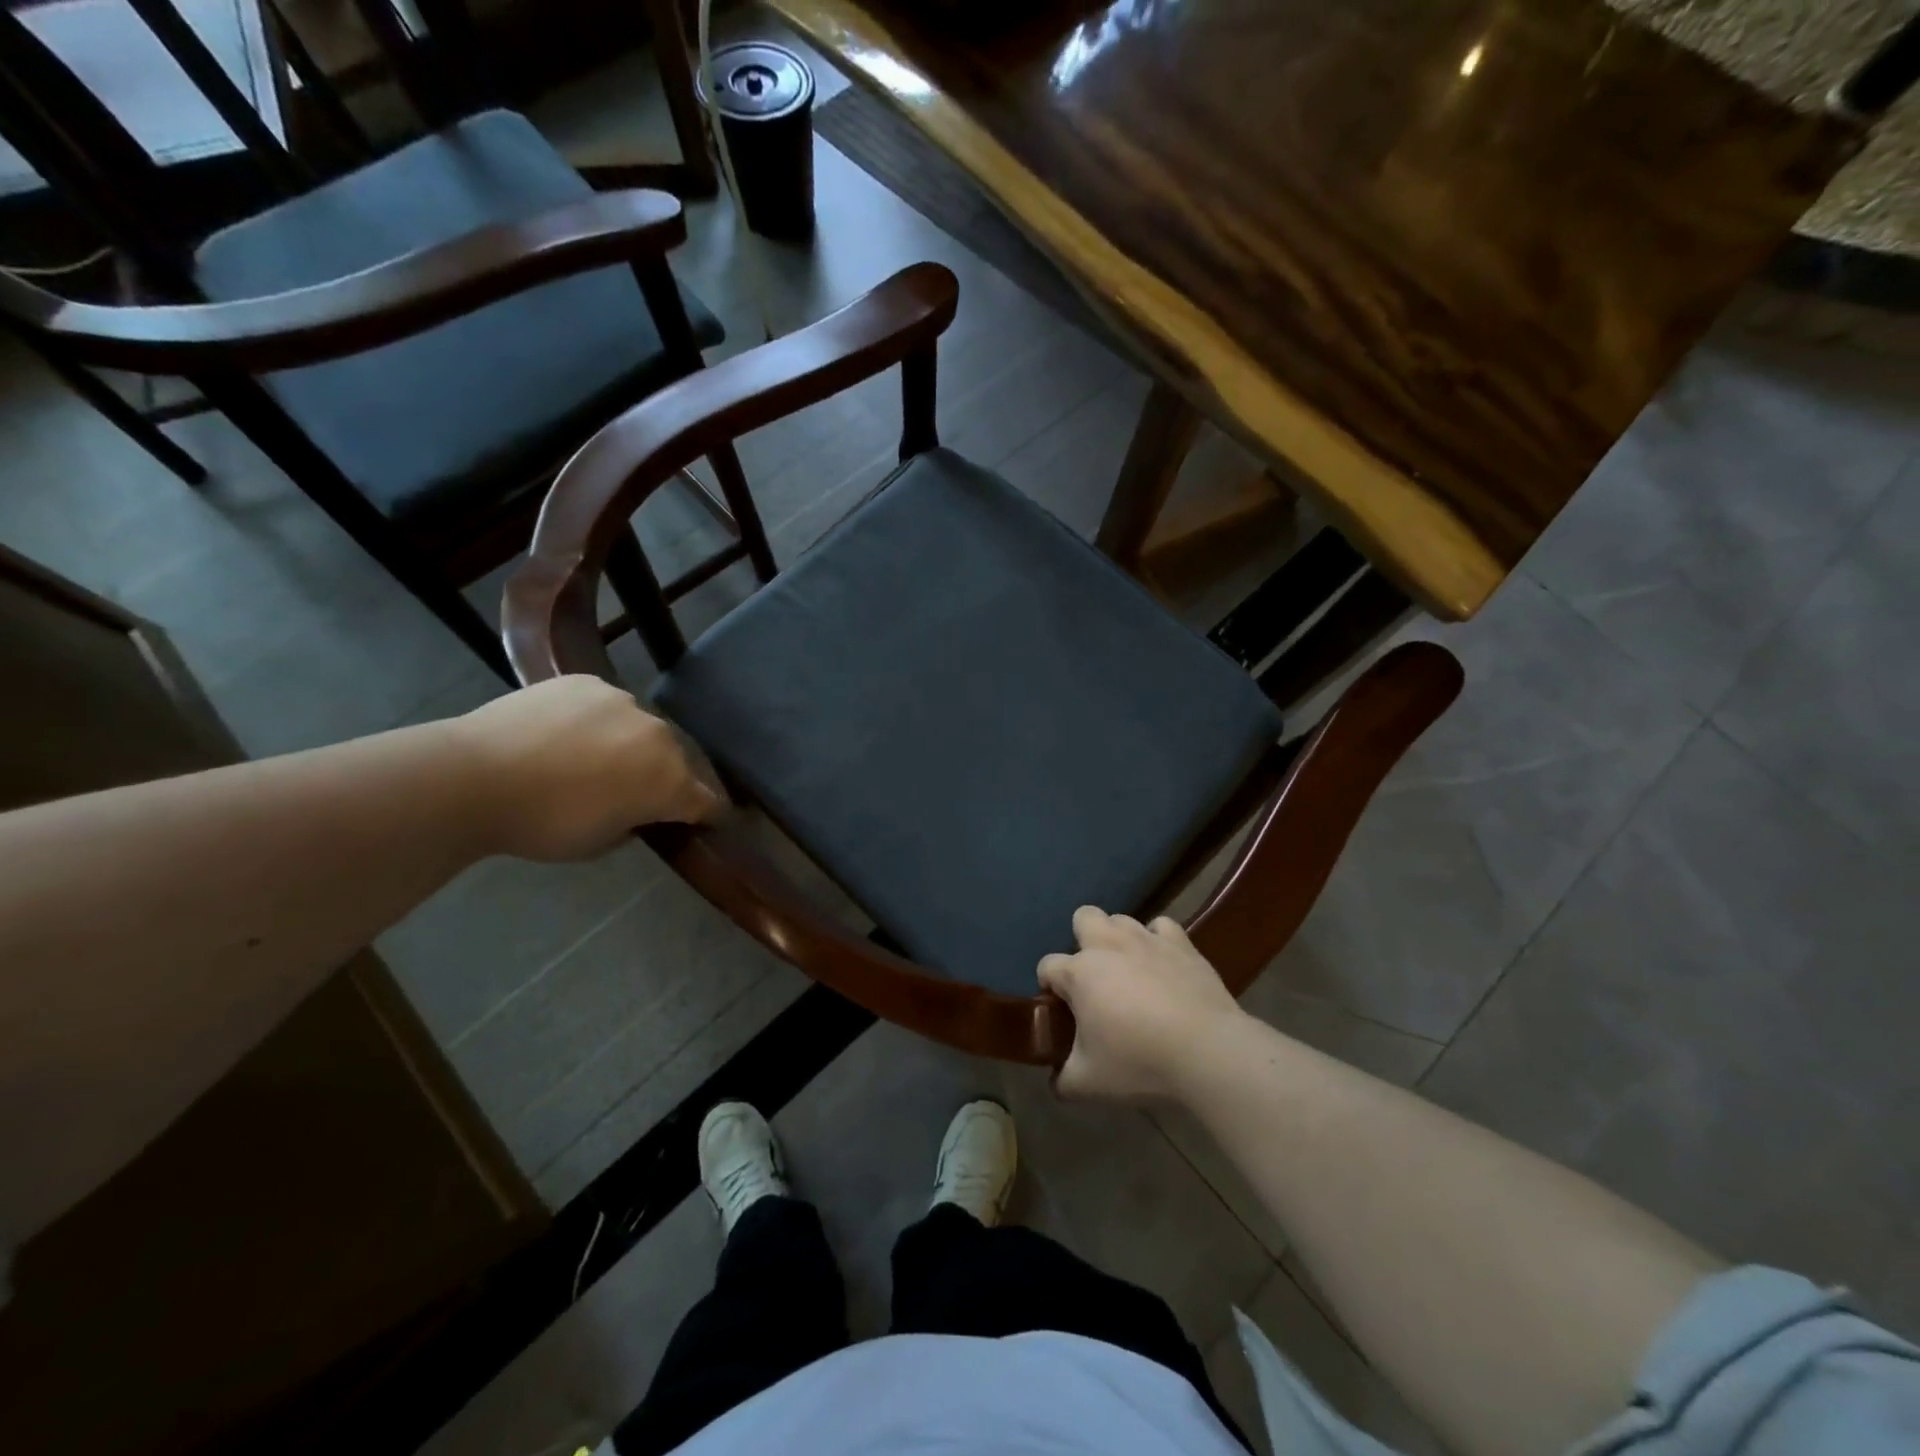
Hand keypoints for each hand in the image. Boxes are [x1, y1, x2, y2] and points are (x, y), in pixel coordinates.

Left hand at [450, 676, 723, 860]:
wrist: (473, 777)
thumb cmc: (542, 824)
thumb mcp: (600, 843)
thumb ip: (634, 822)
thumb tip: (637, 809)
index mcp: (670, 782)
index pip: (707, 801)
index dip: (707, 814)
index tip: (701, 821)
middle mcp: (659, 736)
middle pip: (678, 760)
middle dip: (666, 777)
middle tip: (636, 792)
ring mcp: (625, 702)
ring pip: (642, 728)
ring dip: (632, 745)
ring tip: (596, 759)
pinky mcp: (589, 682)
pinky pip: (607, 705)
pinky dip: (598, 721)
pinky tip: (568, 734)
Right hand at [1038, 907, 1246, 1103]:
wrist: (1207, 1051)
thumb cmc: (1139, 1062)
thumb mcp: (1089, 1083)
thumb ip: (1063, 1080)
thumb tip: (1056, 1083)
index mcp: (1079, 973)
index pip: (1047, 967)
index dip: (1048, 987)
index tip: (1060, 1012)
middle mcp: (1108, 945)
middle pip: (1083, 918)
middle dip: (1082, 941)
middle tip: (1094, 980)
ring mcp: (1146, 939)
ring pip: (1121, 920)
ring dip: (1118, 940)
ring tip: (1129, 973)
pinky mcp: (1181, 944)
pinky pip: (1162, 927)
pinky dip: (1158, 941)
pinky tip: (1162, 964)